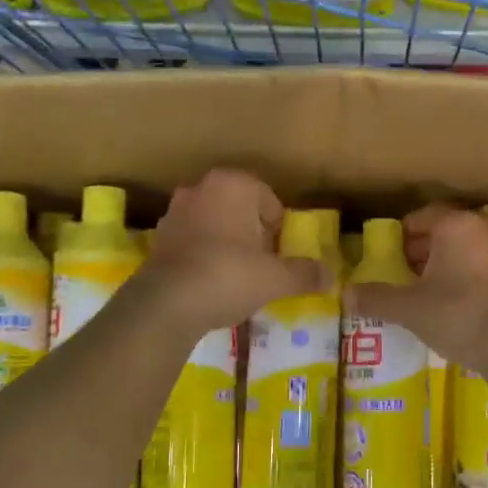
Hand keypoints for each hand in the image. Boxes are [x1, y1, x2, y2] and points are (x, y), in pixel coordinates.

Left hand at [140, 169, 323, 335]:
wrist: (167, 303)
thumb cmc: (229, 275)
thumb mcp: (275, 278)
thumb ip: (304, 273)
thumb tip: (329, 276)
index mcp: (233, 184)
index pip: (268, 199)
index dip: (277, 227)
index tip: (279, 253)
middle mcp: (201, 188)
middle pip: (239, 208)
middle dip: (251, 231)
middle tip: (261, 263)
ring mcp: (175, 211)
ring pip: (213, 222)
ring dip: (226, 241)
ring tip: (236, 274)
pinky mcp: (158, 237)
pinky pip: (191, 240)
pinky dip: (203, 254)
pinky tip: (210, 281)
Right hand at [345, 203, 487, 371]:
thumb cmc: (457, 313)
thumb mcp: (409, 308)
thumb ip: (377, 298)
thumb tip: (346, 294)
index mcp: (456, 225)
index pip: (423, 216)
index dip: (403, 234)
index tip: (389, 253)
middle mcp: (483, 230)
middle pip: (447, 232)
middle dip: (423, 249)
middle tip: (403, 272)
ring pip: (467, 250)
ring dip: (446, 264)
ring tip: (426, 290)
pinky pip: (484, 269)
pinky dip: (467, 278)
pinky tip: (455, 304)